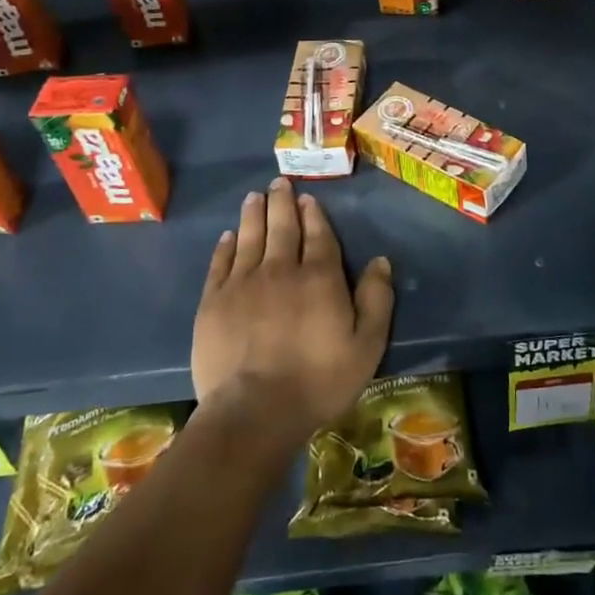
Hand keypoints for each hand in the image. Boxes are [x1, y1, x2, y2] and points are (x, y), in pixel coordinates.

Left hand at [193, 177, 394, 442]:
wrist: (254, 411)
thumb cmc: (318, 381)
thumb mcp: (366, 346)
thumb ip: (376, 300)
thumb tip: (381, 261)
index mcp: (319, 277)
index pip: (318, 235)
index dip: (313, 214)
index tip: (308, 198)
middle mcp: (280, 269)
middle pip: (282, 227)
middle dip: (282, 203)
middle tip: (279, 184)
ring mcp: (243, 283)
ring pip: (250, 237)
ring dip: (254, 214)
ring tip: (255, 196)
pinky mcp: (214, 302)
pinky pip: (221, 263)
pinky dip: (226, 245)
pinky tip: (229, 235)